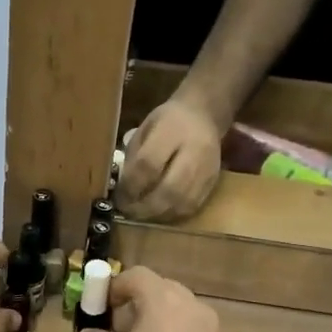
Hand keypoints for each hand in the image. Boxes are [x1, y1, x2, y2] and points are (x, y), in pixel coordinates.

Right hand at [76, 267, 233, 331]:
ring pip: (182, 310)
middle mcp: (193, 308)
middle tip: (119, 326)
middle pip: (163, 289)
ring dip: (160, 318)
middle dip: (140, 301)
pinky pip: (195, 331)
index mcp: (164, 302)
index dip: (116, 287)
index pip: (138, 276)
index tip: (102, 306)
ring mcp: (212, 331)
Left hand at [120, 95, 224, 221]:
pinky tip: (159, 213)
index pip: (149, 164)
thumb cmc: (167, 121)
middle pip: (169, 189)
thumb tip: (123, 189)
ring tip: (140, 215)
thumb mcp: (144, 129)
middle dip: (144, 206)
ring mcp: (207, 169)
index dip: (131, 186)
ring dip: (158, 214)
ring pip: (183, 203)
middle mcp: (194, 151)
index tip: (118, 197)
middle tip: (127, 211)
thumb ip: (134, 156)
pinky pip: (193, 207)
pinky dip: (173, 215)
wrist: (204, 115)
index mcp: (172, 130)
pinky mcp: (213, 182)